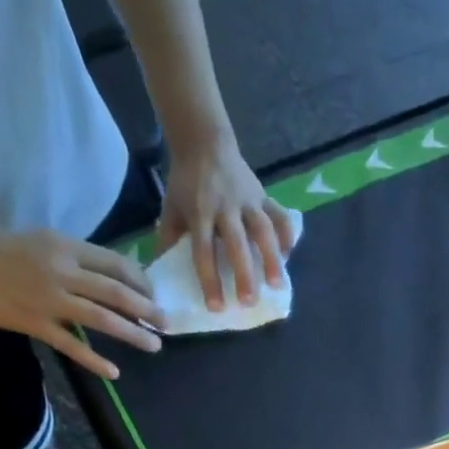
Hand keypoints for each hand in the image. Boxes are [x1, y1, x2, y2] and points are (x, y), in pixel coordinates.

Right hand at [0, 223, 163, 377]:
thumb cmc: (0, 250)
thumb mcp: (44, 243)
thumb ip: (78, 259)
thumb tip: (117, 277)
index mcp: (65, 247)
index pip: (118, 265)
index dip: (143, 283)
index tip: (154, 297)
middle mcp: (62, 271)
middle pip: (117, 293)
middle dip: (148, 310)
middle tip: (167, 324)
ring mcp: (49, 300)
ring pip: (103, 319)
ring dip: (134, 334)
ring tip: (154, 345)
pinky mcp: (35, 324)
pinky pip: (72, 346)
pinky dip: (96, 361)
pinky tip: (114, 373)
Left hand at [159, 133, 296, 310]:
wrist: (204, 141)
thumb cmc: (186, 182)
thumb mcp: (171, 207)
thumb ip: (169, 239)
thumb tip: (159, 273)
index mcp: (200, 212)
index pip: (204, 250)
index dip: (209, 279)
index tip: (216, 306)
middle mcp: (226, 207)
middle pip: (237, 243)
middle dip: (244, 273)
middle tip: (248, 302)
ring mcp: (248, 200)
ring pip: (264, 230)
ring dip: (272, 258)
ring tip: (277, 286)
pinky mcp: (264, 195)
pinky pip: (280, 216)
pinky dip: (287, 236)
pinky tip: (288, 257)